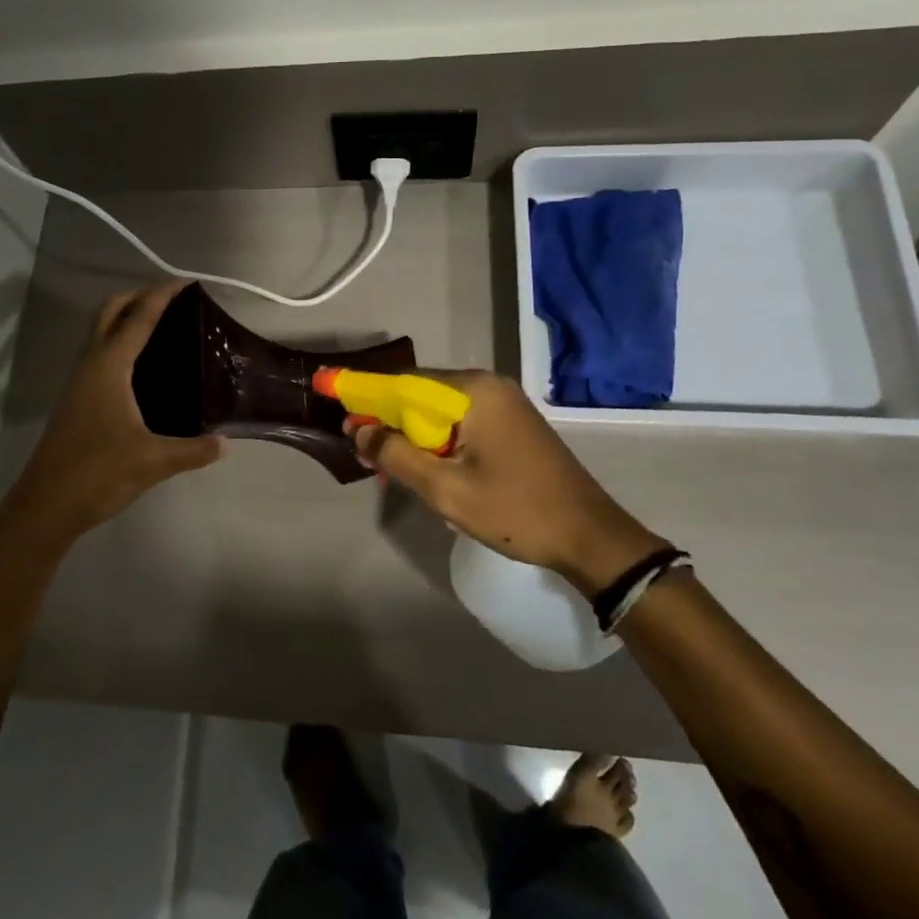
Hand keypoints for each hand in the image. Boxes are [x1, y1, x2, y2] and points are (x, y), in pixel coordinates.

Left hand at [0, 282, 225, 542]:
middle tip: (172, 302)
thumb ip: (193, 450)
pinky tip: (141, 368)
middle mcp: (90, 365)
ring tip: (161, 328)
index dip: (162, 296)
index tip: (186, 283)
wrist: (46, 505)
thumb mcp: (153, 462)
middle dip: (138, 297)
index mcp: (109, 367)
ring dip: (125, 319)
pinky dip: (118, 343)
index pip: (138, 318)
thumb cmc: (98, 473)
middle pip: (109, 312)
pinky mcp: (75, 399)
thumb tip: (225, 444)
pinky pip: (97, 354)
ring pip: (99, 332)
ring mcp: (78, 381)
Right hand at [350, 371, 664, 588]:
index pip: (402, 382)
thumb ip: (396, 456)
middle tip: (363, 451)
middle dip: (388, 420)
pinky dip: (437, 442)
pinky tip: (429, 470)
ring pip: (439, 411)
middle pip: (420, 394)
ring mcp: (503, 404)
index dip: (362, 391)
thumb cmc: (515, 511)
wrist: (591, 537)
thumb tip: (358, 430)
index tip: (328, 392)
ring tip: (391, 468)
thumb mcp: (445, 489)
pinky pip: (460, 423)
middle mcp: (488, 385)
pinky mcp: (511, 424)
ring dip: (413, 436)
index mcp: (472, 390)